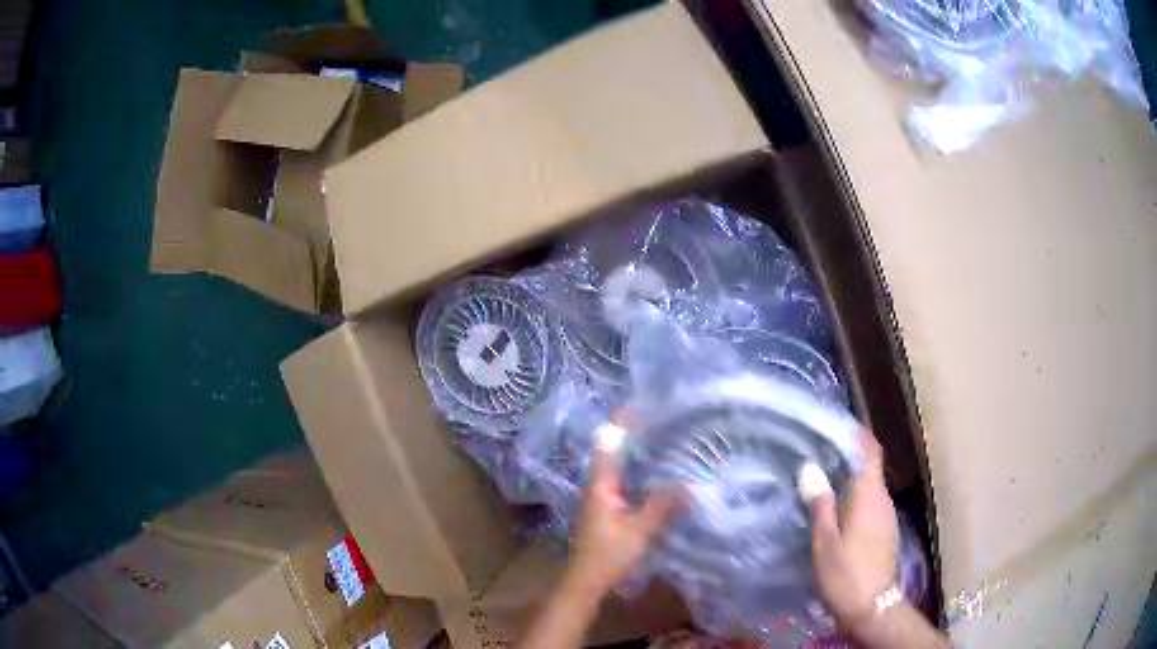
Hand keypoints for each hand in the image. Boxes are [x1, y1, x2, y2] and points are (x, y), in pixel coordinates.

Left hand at [564, 434, 679, 599]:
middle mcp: (596, 489)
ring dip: (632, 455)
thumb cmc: (609, 556)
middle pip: (611, 454)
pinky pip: (619, 484)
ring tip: (658, 442)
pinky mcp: (603, 513)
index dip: (620, 424)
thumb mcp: (640, 531)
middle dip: (630, 436)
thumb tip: (689, 484)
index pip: (609, 446)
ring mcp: (598, 501)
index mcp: (600, 487)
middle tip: (656, 420)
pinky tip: (652, 478)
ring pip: (615, 470)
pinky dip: (634, 474)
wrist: (585, 583)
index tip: (637, 404)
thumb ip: (663, 507)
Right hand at [808, 428, 899, 631]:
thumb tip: (810, 469)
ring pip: (870, 486)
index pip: (869, 453)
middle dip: (849, 456)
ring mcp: (886, 516)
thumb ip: (820, 504)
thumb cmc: (846, 573)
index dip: (857, 435)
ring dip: (851, 478)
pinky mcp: (884, 531)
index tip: (837, 425)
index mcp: (869, 496)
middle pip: (870, 468)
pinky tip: (837, 508)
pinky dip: (855, 496)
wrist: (873, 607)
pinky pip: (871, 503)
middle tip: (820, 451)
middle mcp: (882, 500)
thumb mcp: (825, 541)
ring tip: (824, 477)